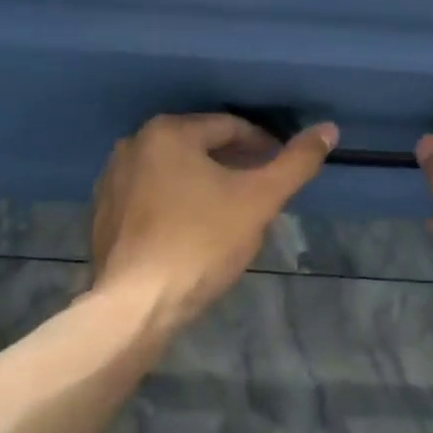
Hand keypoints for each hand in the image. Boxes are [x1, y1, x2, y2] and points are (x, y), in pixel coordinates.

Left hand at [90, 113, 336, 335]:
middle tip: (261, 194)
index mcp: (168, 132)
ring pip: (175, 171)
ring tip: (231, 214)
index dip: (264, 146)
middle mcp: (134, 145)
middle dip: (235, 165)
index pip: (231, 126)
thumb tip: (328, 129)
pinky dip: (177, 202)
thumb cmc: (201, 243)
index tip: (282, 171)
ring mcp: (113, 180)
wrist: (135, 306)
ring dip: (206, 183)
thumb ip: (296, 162)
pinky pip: (152, 195)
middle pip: (201, 146)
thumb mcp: (259, 200)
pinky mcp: (104, 213)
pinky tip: (194, 232)